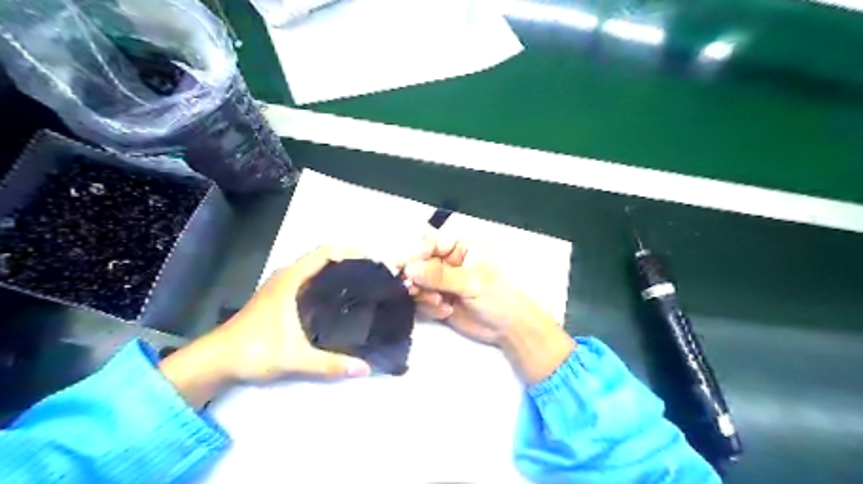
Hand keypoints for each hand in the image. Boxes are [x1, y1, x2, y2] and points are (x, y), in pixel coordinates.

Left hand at [160, 248, 369, 406]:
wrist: (215, 361)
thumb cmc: (253, 351)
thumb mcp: (295, 358)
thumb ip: (330, 364)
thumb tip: (365, 368)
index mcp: (290, 279)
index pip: (324, 253)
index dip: (348, 252)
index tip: (370, 263)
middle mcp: (286, 277)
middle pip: (322, 258)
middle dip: (347, 262)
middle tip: (371, 276)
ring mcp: (280, 286)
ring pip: (313, 269)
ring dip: (335, 272)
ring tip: (360, 286)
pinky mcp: (278, 298)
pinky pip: (307, 280)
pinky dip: (324, 282)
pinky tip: (336, 300)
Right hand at [400, 232, 549, 343]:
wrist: (510, 327)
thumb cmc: (499, 295)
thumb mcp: (472, 281)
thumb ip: (439, 275)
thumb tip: (409, 269)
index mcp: (460, 246)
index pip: (430, 242)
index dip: (415, 253)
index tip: (402, 267)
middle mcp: (447, 260)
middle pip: (418, 263)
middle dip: (416, 278)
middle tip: (414, 290)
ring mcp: (441, 281)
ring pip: (416, 283)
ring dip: (422, 294)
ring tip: (438, 303)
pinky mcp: (438, 299)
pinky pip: (421, 300)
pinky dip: (428, 307)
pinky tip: (445, 311)